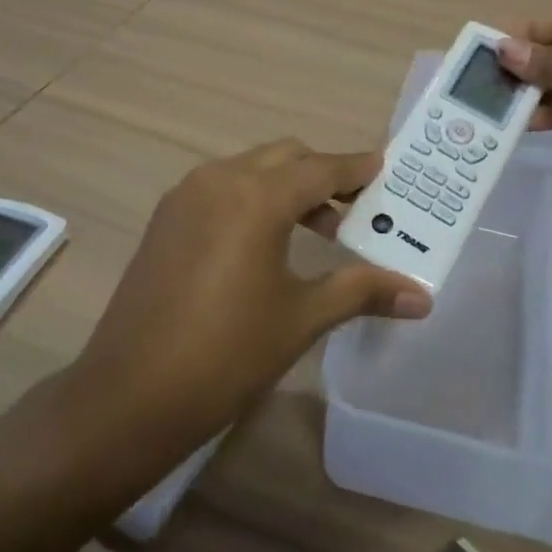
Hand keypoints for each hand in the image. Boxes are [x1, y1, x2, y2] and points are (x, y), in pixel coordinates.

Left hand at [71, 140, 432, 444]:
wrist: (129, 395)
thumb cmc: (227, 355)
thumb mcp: (301, 318)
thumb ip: (361, 291)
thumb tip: (422, 296)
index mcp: (257, 197)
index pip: (321, 168)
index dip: (356, 169)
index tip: (384, 169)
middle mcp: (220, 179)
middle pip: (286, 157)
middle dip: (324, 174)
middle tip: (357, 208)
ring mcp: (187, 195)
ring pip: (252, 167)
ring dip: (288, 185)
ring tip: (318, 228)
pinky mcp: (166, 216)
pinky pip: (223, 186)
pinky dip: (254, 196)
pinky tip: (265, 241)